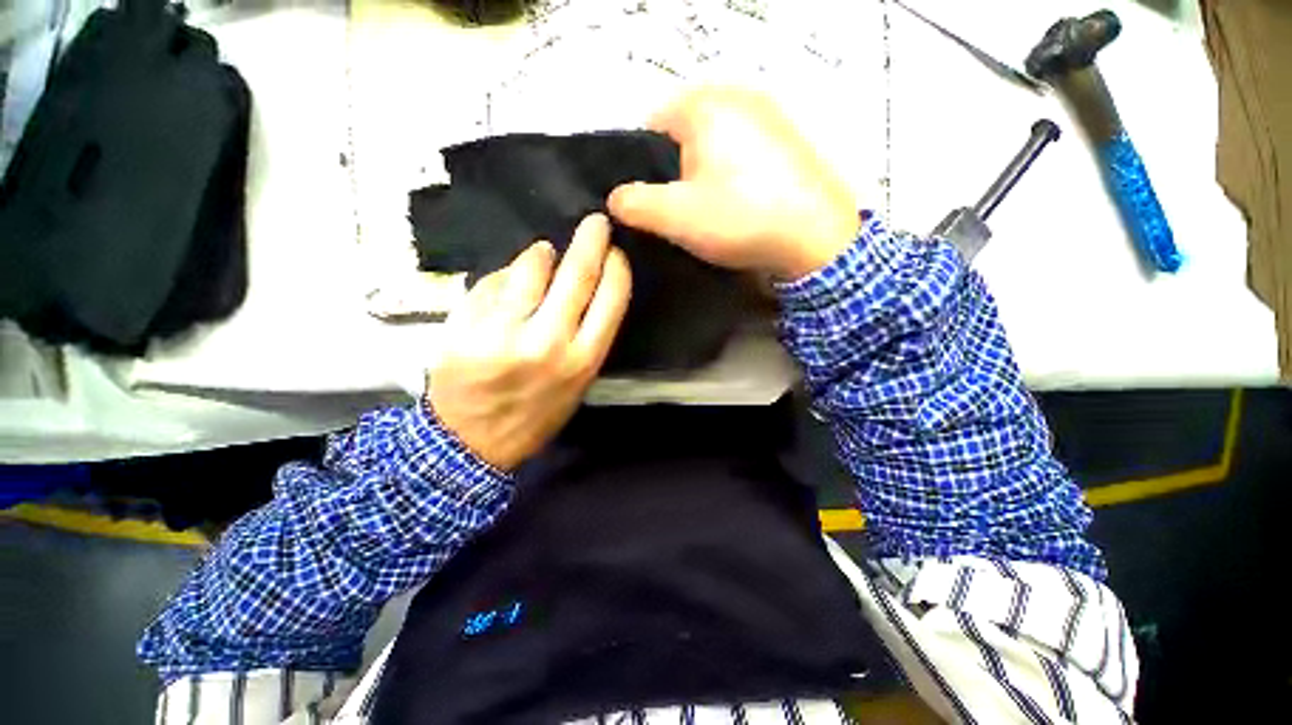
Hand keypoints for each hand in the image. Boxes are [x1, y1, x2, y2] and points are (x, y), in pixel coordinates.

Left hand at [426, 214, 631, 470]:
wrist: (471, 442)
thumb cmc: (535, 413)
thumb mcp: (576, 383)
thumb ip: (585, 336)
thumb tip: (583, 285)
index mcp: (582, 361)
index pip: (611, 299)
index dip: (617, 269)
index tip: (616, 253)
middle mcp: (548, 343)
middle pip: (576, 275)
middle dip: (590, 241)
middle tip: (595, 222)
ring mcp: (503, 332)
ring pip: (530, 269)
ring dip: (541, 254)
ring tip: (543, 253)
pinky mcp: (465, 326)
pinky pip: (492, 282)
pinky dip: (504, 276)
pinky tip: (507, 283)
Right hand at [608, 86, 860, 279]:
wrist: (817, 239)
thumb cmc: (740, 219)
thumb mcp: (675, 216)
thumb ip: (633, 204)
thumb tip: (614, 198)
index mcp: (704, 104)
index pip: (649, 127)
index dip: (642, 169)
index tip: (652, 205)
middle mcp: (737, 96)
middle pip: (683, 137)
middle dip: (674, 174)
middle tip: (681, 213)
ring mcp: (768, 116)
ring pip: (713, 147)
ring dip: (703, 178)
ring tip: (711, 214)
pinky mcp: (788, 141)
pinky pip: (741, 154)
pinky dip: (732, 177)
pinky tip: (740, 206)